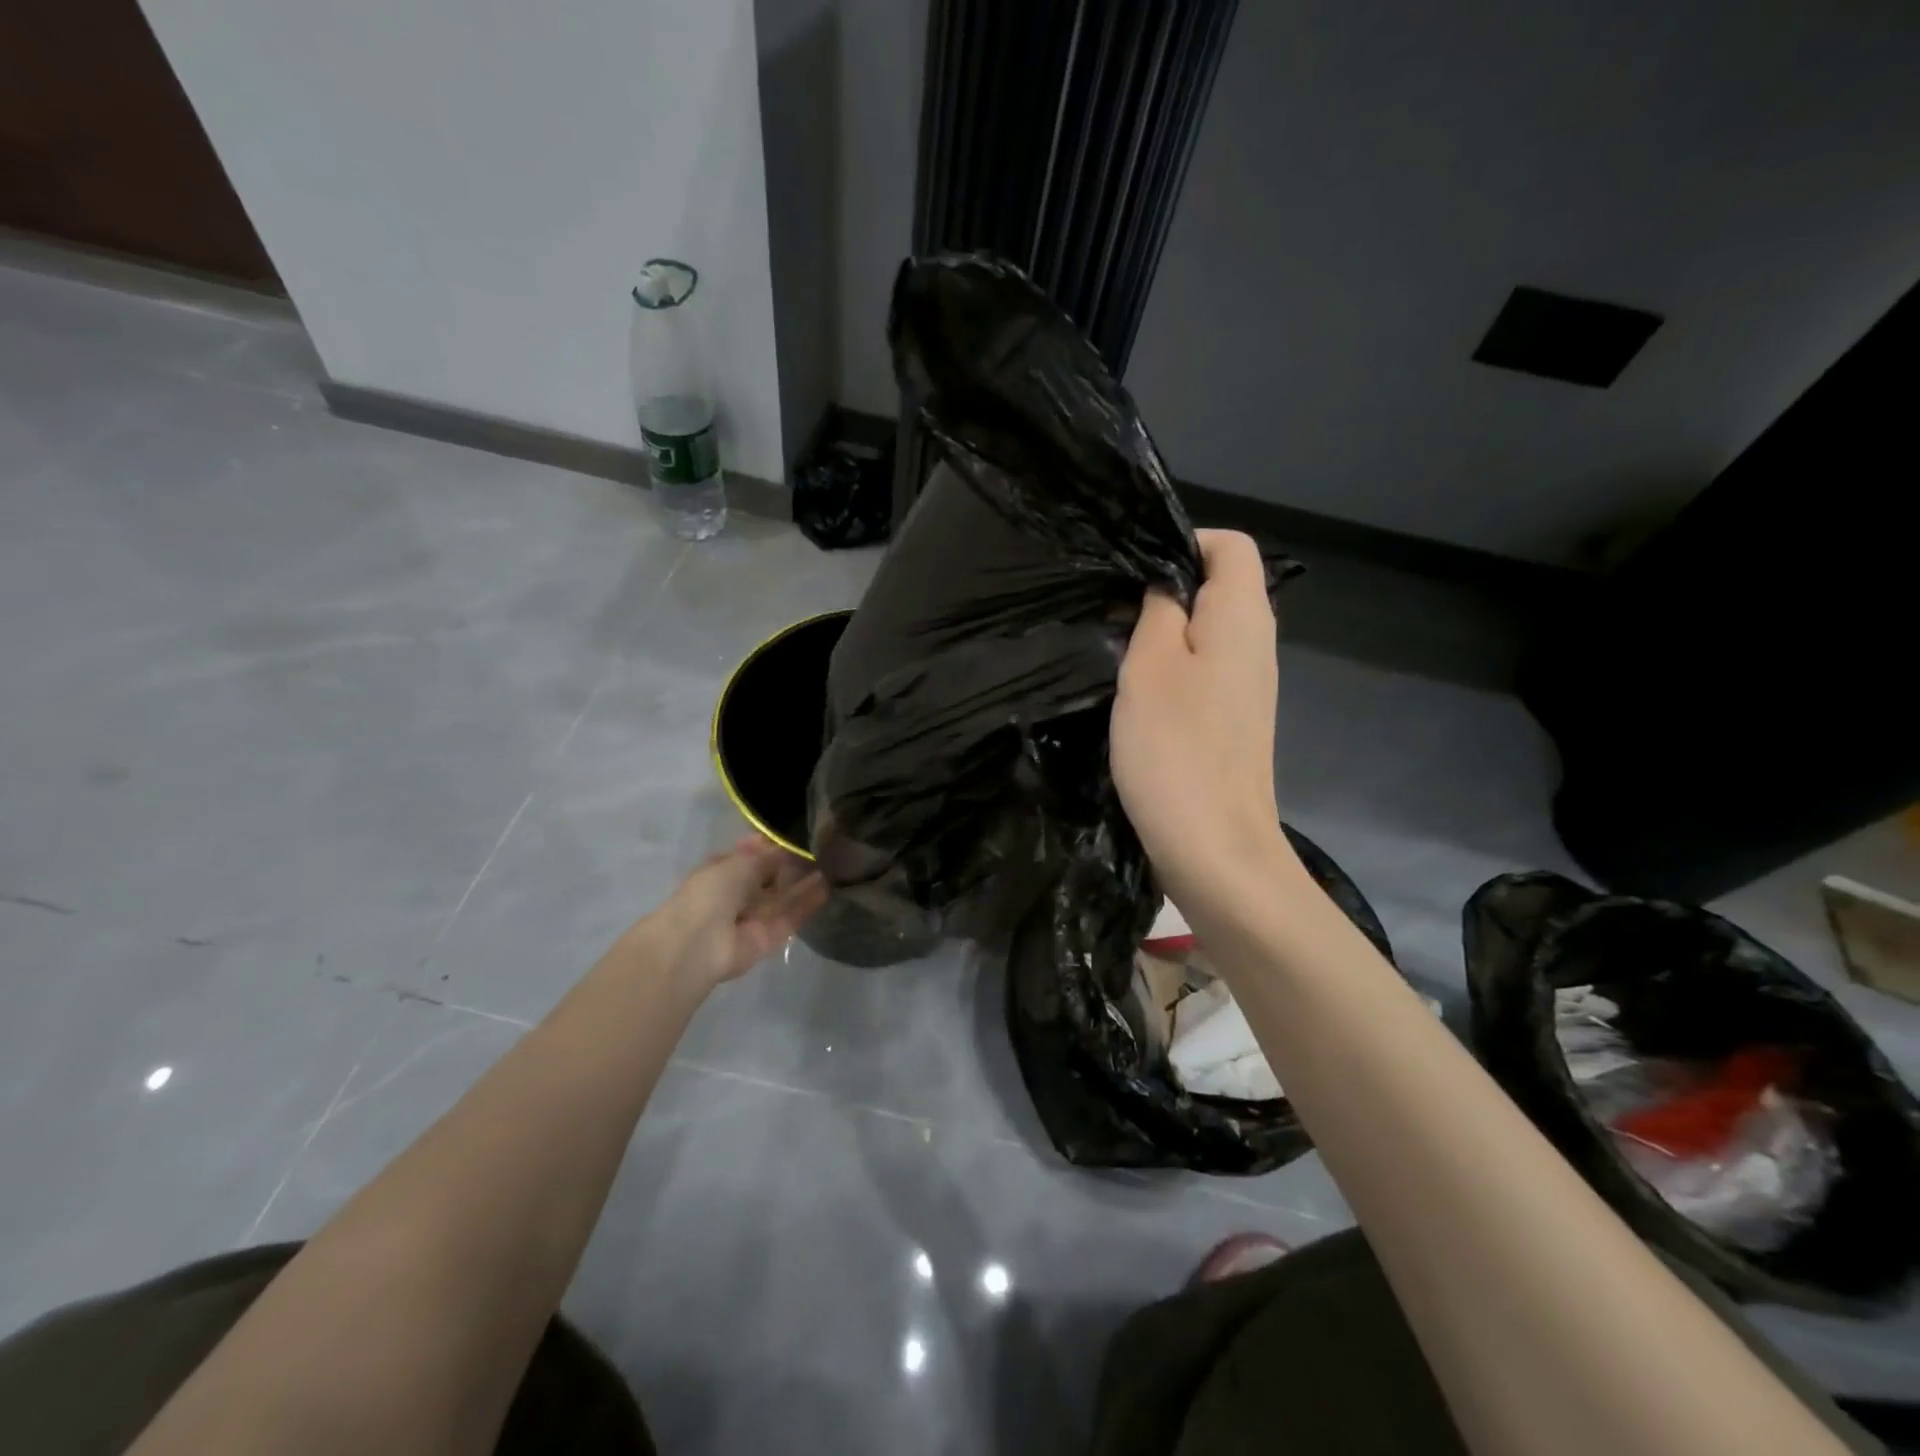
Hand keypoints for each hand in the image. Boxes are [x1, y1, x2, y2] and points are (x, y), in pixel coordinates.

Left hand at [643, 837, 828, 992]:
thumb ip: (766, 856)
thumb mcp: (740, 862)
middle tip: (821, 850)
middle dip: (792, 865)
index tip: (797, 835)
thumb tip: (785, 849)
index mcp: (721, 871)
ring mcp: (753, 917)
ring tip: (832, 866)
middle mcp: (737, 893)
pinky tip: (828, 888)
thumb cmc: (712, 892)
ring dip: (804, 884)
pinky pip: (790, 918)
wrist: (700, 943)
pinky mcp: (768, 938)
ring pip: (783, 898)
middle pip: (769, 878)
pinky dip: (807, 904)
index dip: (771, 846)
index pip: (750, 856)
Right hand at [1111, 530, 1289, 905]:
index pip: (1231, 545)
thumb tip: (1166, 585)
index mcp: (1243, 617)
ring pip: (1209, 631)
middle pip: (1221, 586)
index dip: (1184, 542)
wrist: (1215, 847)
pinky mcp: (1235, 719)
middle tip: (1114, 614)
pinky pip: (1206, 670)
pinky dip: (1174, 668)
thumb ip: (1159, 611)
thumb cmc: (1176, 749)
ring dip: (1166, 633)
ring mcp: (1250, 685)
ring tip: (1119, 652)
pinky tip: (1141, 694)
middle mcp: (1258, 643)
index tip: (1133, 573)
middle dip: (1167, 589)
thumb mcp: (1150, 666)